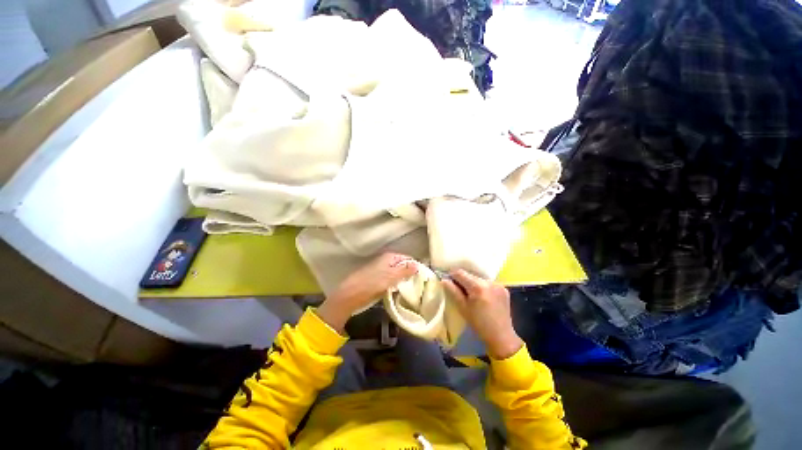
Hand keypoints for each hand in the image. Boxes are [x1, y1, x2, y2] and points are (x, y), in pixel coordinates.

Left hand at [317, 253, 417, 333]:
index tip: (423, 277)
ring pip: (397, 274)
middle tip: (418, 285)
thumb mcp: (391, 277)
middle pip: (403, 266)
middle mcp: (386, 260)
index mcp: (390, 256)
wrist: (350, 295)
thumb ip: (405, 271)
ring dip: (403, 280)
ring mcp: (381, 270)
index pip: (408, 258)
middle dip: (410, 274)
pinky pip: (391, 280)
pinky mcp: (377, 279)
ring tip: (411, 289)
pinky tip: (399, 291)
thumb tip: (418, 265)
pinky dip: (396, 284)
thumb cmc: (372, 284)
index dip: (415, 266)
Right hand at [442, 269, 522, 358]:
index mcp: (477, 286)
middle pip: (470, 275)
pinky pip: (488, 283)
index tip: (450, 283)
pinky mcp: (504, 289)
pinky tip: (483, 297)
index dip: (452, 276)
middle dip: (463, 280)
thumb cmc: (479, 323)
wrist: (501, 336)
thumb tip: (444, 280)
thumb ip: (453, 291)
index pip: (460, 273)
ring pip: (479, 278)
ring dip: (473, 283)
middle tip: (460, 291)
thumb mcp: (462, 308)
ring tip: (472, 295)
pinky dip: (483, 287)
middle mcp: (489, 282)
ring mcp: (498, 284)